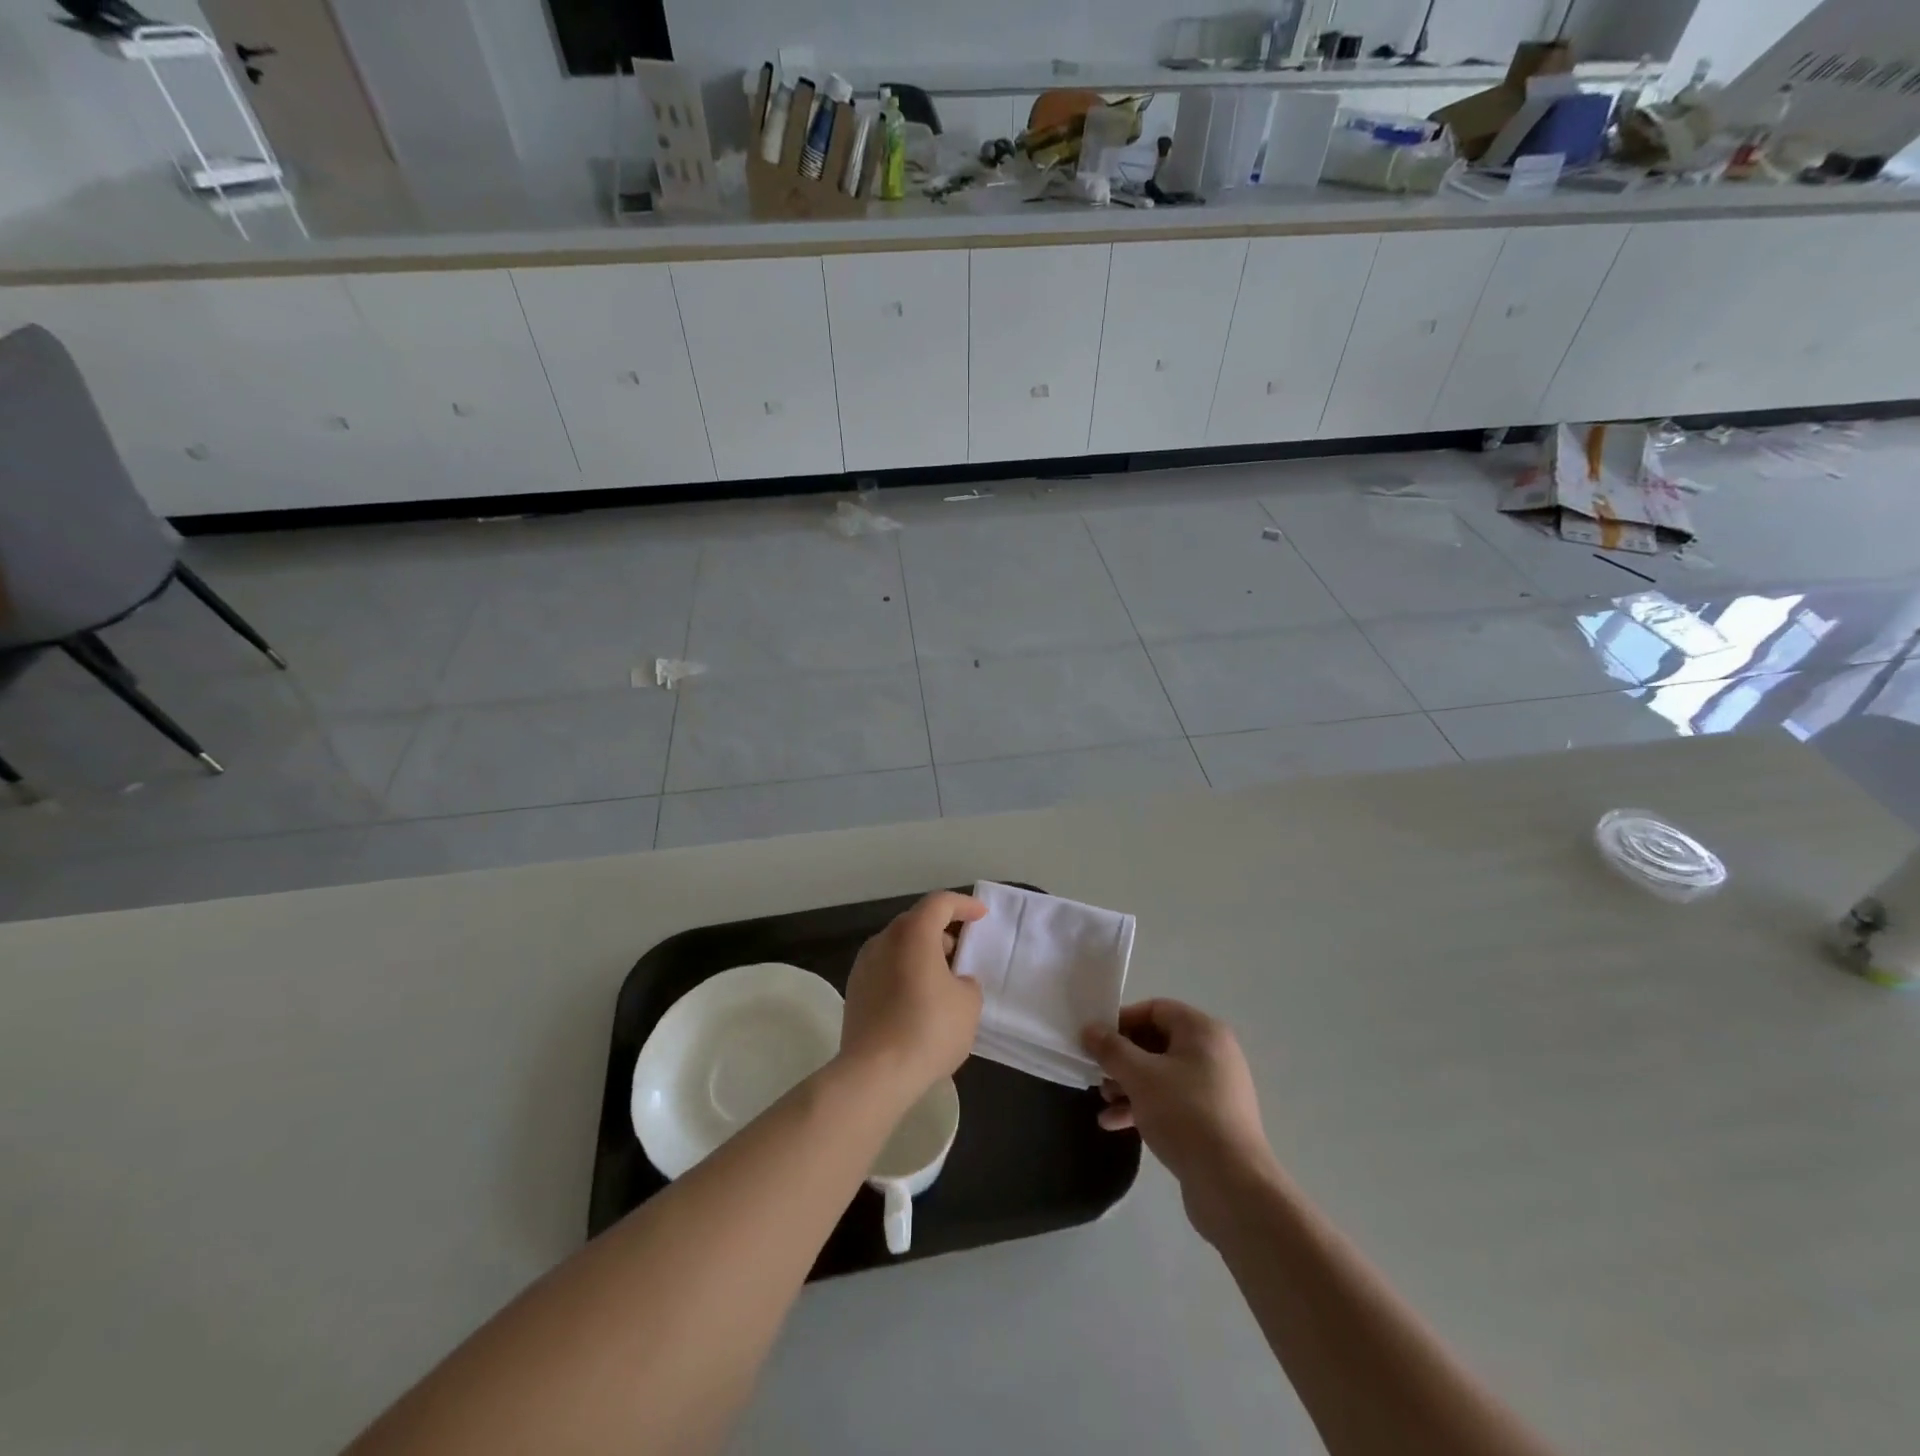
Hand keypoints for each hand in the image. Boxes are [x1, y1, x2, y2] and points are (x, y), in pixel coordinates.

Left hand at [840, 891, 986, 1099]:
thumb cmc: (928, 1029)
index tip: (980, 916)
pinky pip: (886, 969)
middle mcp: (884, 940)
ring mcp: (864, 965)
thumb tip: (955, 981)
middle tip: (963, 951)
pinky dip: (905, 973)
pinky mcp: (854, 991)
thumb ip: (967, 982)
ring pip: (899, 946)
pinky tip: (919, 1000)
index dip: (963, 905)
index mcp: (913, 933)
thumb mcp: (968, 1004)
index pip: (940, 903)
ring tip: (943, 979)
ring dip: (922, 954)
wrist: (874, 1073)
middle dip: (942, 931)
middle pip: (916, 922)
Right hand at [1083, 999, 1277, 1239]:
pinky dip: (1144, 1106)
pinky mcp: (1212, 1119)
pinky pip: (1172, 1101)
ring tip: (1103, 1101)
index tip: (1096, 1040)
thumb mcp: (1139, 1076)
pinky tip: (1115, 1124)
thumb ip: (1111, 1049)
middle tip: (1097, 1073)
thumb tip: (1090, 1028)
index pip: (1155, 1009)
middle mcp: (1213, 1053)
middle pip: (1157, 1042)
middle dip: (1122, 1058)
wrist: (1232, 1185)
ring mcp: (1215, 1088)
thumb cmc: (1185, 1115)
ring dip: (1129, 1084)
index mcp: (1202, 1031)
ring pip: (1162, 1074)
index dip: (1122, 1020)